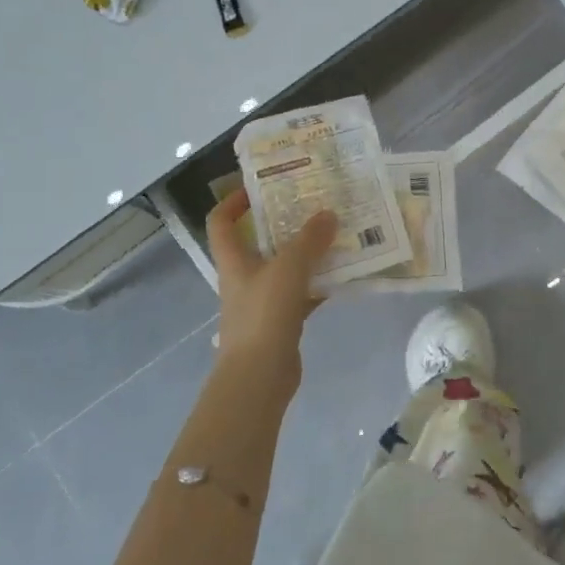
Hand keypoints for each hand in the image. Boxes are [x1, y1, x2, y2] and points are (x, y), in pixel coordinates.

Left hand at [206, 190, 337, 381]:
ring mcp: (263, 301)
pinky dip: (319, 283)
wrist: (259, 377)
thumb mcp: (288, 269)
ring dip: (307, 252)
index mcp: (234, 261)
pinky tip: (343, 275)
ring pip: (285, 267)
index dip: (233, 201)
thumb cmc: (264, 316)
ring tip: (336, 235)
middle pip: (259, 242)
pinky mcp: (281, 321)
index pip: (221, 222)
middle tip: (313, 206)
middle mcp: (245, 277)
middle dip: (284, 223)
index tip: (260, 188)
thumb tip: (328, 214)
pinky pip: (302, 293)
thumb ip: (309, 240)